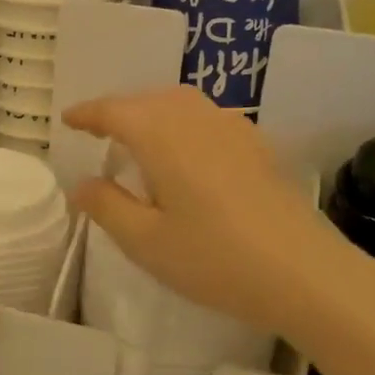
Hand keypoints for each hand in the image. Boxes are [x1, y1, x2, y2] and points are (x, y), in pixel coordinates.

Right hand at [63, 87, 374, 339]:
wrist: (306, 274)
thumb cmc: (215, 259)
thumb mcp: (146, 242)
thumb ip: (107, 207)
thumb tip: (82, 183)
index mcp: (161, 135)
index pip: (114, 111)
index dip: (88, 114)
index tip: (68, 120)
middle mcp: (196, 119)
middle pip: (148, 100)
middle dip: (119, 110)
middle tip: (98, 132)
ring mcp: (233, 129)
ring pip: (181, 104)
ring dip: (152, 112)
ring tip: (138, 139)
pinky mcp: (258, 146)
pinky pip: (208, 118)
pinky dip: (183, 122)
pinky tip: (187, 153)